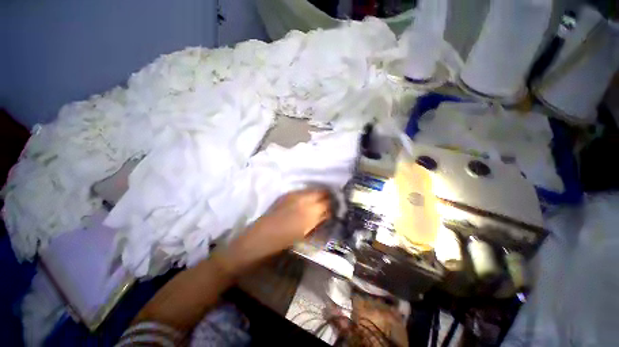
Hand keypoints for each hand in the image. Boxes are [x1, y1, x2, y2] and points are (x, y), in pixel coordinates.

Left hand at [220, 188, 331, 272]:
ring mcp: (294, 195)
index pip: (328, 204)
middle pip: (322, 193)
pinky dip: (309, 193)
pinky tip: (308, 199)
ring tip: (322, 199)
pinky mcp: (287, 194)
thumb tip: (327, 213)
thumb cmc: (283, 241)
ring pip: (313, 190)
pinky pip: (303, 191)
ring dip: (319, 194)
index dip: (334, 204)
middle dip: (328, 196)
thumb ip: (317, 221)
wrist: (259, 238)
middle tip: (331, 201)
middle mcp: (303, 201)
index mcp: (309, 214)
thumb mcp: (305, 233)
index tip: (337, 206)